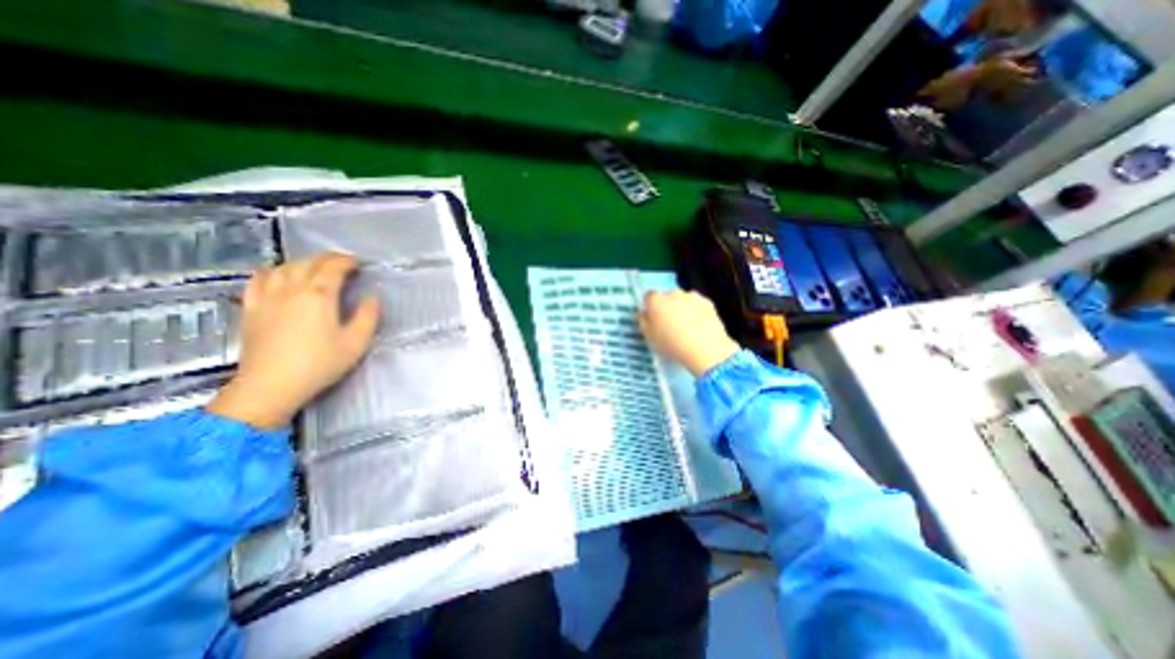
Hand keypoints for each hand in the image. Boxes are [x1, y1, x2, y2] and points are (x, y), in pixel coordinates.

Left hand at [207, 249, 381, 427]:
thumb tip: (372, 297)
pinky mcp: (251, 308)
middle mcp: (291, 289)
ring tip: (315, 267)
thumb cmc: (320, 363)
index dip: (347, 261)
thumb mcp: (357, 342)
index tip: (359, 263)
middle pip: (308, 263)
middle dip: (327, 259)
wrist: (271, 385)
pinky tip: (276, 274)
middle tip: (342, 263)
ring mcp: (267, 297)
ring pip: (283, 268)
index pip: (333, 268)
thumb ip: (368, 316)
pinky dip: (271, 271)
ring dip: (302, 263)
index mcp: (319, 295)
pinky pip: (258, 280)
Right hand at [638, 291, 737, 377]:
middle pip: (666, 297)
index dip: (650, 307)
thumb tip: (642, 313)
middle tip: (669, 325)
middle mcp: (673, 293)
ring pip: (683, 299)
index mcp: (656, 301)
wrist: (705, 350)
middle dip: (666, 307)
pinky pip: (697, 304)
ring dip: (682, 308)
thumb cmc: (672, 345)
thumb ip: (643, 322)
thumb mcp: (650, 337)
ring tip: (686, 327)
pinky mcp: (707, 302)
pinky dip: (696, 311)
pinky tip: (698, 326)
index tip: (653, 318)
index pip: (648, 296)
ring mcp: (692, 296)